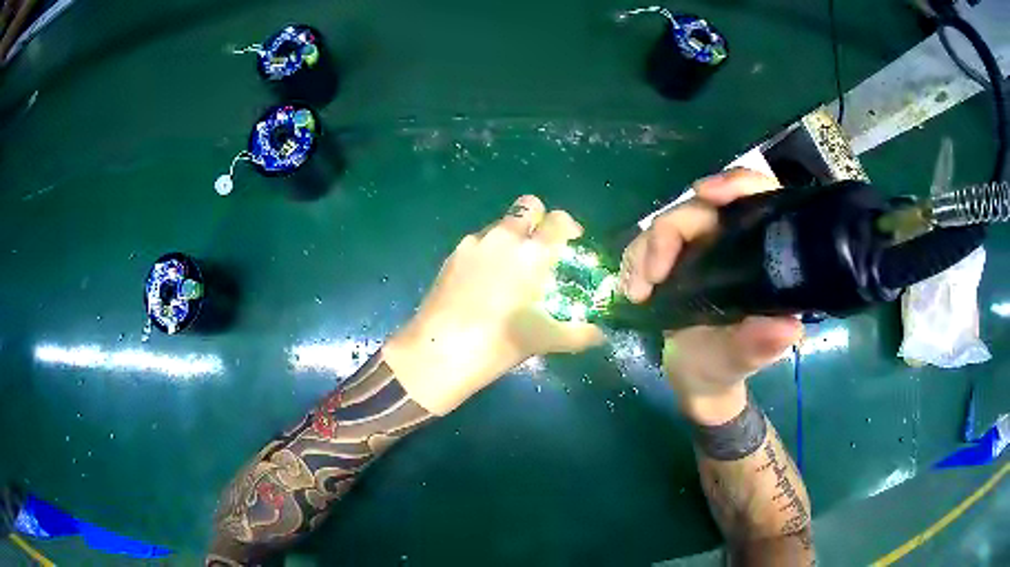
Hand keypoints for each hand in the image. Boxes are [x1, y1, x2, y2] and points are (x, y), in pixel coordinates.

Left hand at [384, 195, 604, 414]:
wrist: (439, 350)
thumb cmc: (499, 343)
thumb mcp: (545, 340)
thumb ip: (578, 334)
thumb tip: (601, 336)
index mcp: (533, 253)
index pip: (558, 219)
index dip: (568, 225)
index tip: (571, 240)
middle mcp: (504, 238)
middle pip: (527, 206)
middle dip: (538, 219)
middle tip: (541, 247)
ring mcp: (474, 243)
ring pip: (500, 224)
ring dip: (511, 235)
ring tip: (510, 269)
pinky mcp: (452, 255)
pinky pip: (478, 242)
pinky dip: (488, 251)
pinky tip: (484, 281)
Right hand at [619, 169, 803, 424]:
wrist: (695, 380)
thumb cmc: (726, 366)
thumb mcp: (743, 360)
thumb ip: (761, 345)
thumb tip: (787, 328)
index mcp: (761, 254)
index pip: (758, 198)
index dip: (737, 184)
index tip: (708, 193)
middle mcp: (732, 240)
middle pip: (700, 207)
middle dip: (670, 233)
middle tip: (652, 276)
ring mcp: (700, 246)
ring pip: (667, 222)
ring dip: (644, 251)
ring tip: (636, 293)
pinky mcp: (672, 257)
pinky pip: (646, 243)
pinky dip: (633, 262)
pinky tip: (631, 291)